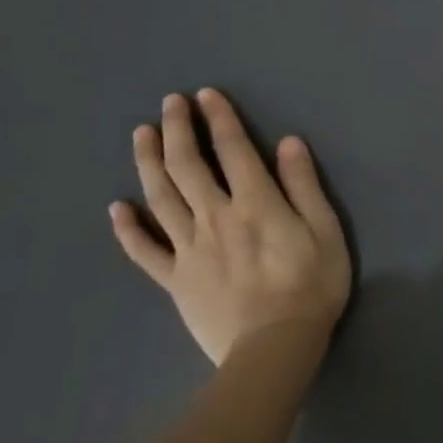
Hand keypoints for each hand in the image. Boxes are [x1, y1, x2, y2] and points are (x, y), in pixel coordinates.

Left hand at [110, 89, 352, 366]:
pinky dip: (128, 228)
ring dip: (149, 163)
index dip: (219, 119)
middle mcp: (216, 218)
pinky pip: (144, 251)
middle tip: (169, 102)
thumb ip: (304, 185)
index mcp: (256, 204)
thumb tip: (288, 143)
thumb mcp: (326, 230)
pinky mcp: (174, 279)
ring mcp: (189, 250)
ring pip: (160, 199)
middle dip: (178, 130)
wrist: (275, 347)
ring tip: (141, 134)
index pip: (233, 150)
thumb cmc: (312, 285)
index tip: (206, 94)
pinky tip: (116, 208)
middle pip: (188, 167)